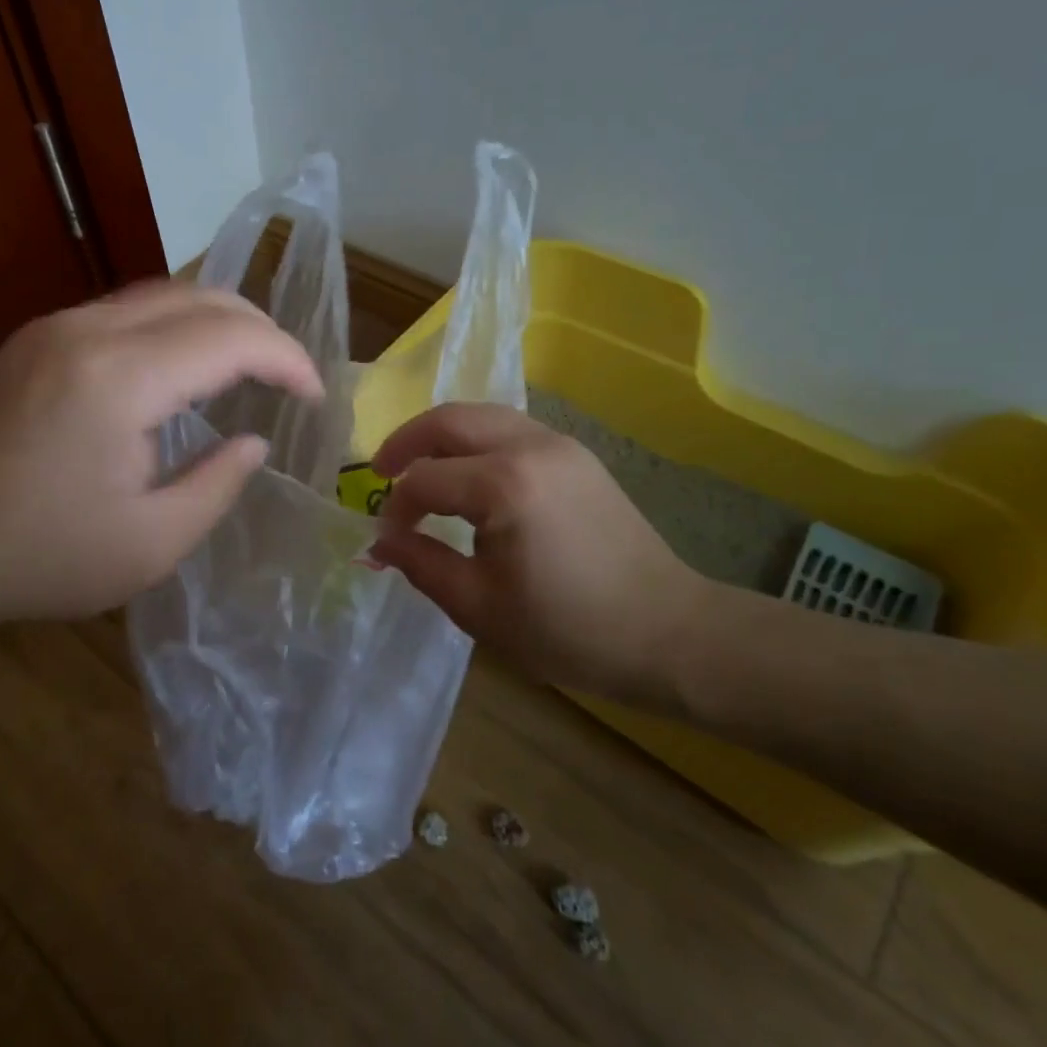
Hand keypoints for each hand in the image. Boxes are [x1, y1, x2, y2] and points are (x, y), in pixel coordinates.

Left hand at [0, 280, 322, 627]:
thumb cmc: (37, 556)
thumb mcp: (149, 545)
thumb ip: (217, 485)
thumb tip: (253, 441)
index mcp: (120, 380)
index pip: (231, 338)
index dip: (287, 359)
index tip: (314, 396)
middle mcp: (89, 331)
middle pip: (202, 297)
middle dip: (262, 329)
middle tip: (291, 376)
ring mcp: (56, 326)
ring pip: (164, 294)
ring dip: (220, 320)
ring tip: (251, 364)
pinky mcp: (38, 336)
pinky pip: (128, 310)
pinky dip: (177, 325)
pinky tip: (185, 366)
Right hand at [370, 403, 712, 700]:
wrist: (668, 632)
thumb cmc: (569, 629)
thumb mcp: (480, 607)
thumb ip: (421, 565)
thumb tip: (377, 542)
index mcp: (504, 485)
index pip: (425, 479)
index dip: (397, 507)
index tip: (388, 540)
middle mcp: (530, 446)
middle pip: (450, 419)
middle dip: (407, 441)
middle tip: (380, 470)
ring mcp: (559, 444)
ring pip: (482, 415)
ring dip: (442, 435)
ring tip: (419, 468)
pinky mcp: (577, 455)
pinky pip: (511, 429)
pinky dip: (477, 440)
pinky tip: (469, 474)